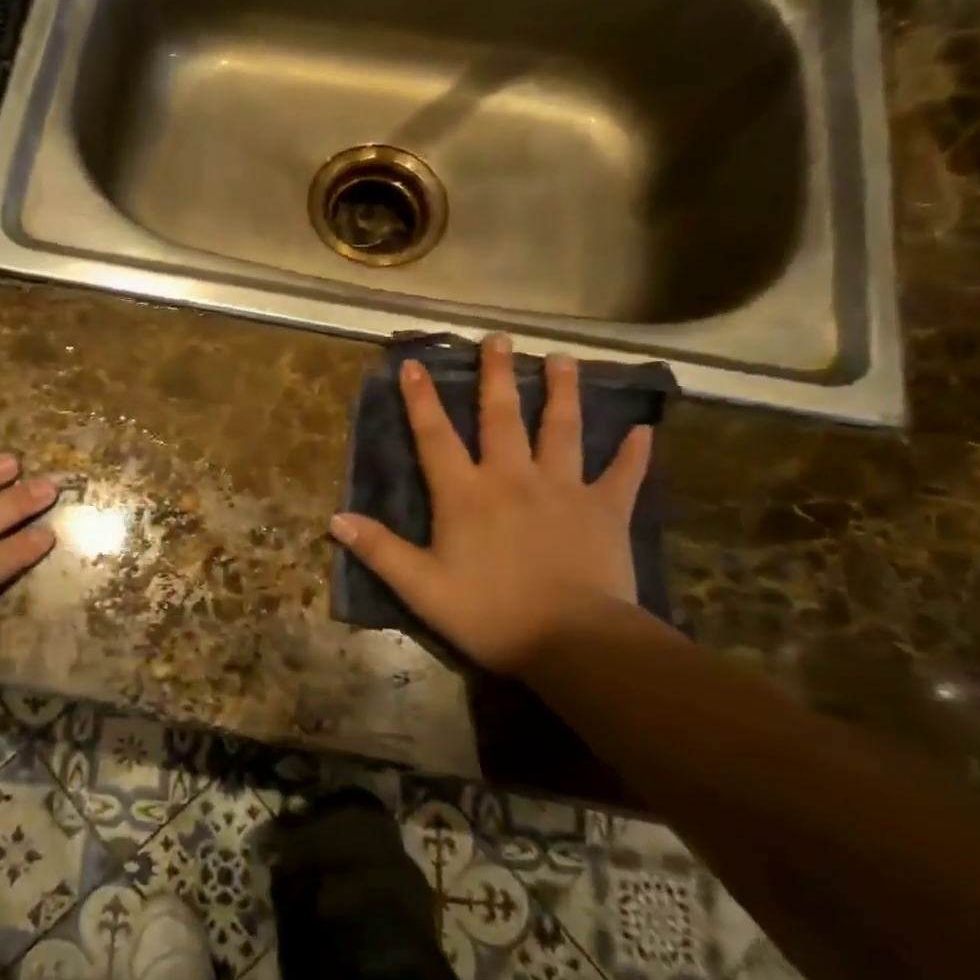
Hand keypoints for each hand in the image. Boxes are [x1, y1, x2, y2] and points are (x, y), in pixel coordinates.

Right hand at [329, 335, 651, 674]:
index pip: (436, 436)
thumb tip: (336, 519)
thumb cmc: (490, 613)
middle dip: (496, 375)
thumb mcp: (421, 588)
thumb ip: (380, 550)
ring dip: (562, 392)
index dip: (421, 399)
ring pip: (563, 429)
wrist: (574, 641)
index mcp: (465, 494)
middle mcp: (512, 478)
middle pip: (502, 416)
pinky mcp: (606, 510)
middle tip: (499, 338)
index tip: (414, 364)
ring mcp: (563, 489)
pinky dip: (633, 453)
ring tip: (563, 359)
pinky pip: (622, 475)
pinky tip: (644, 431)